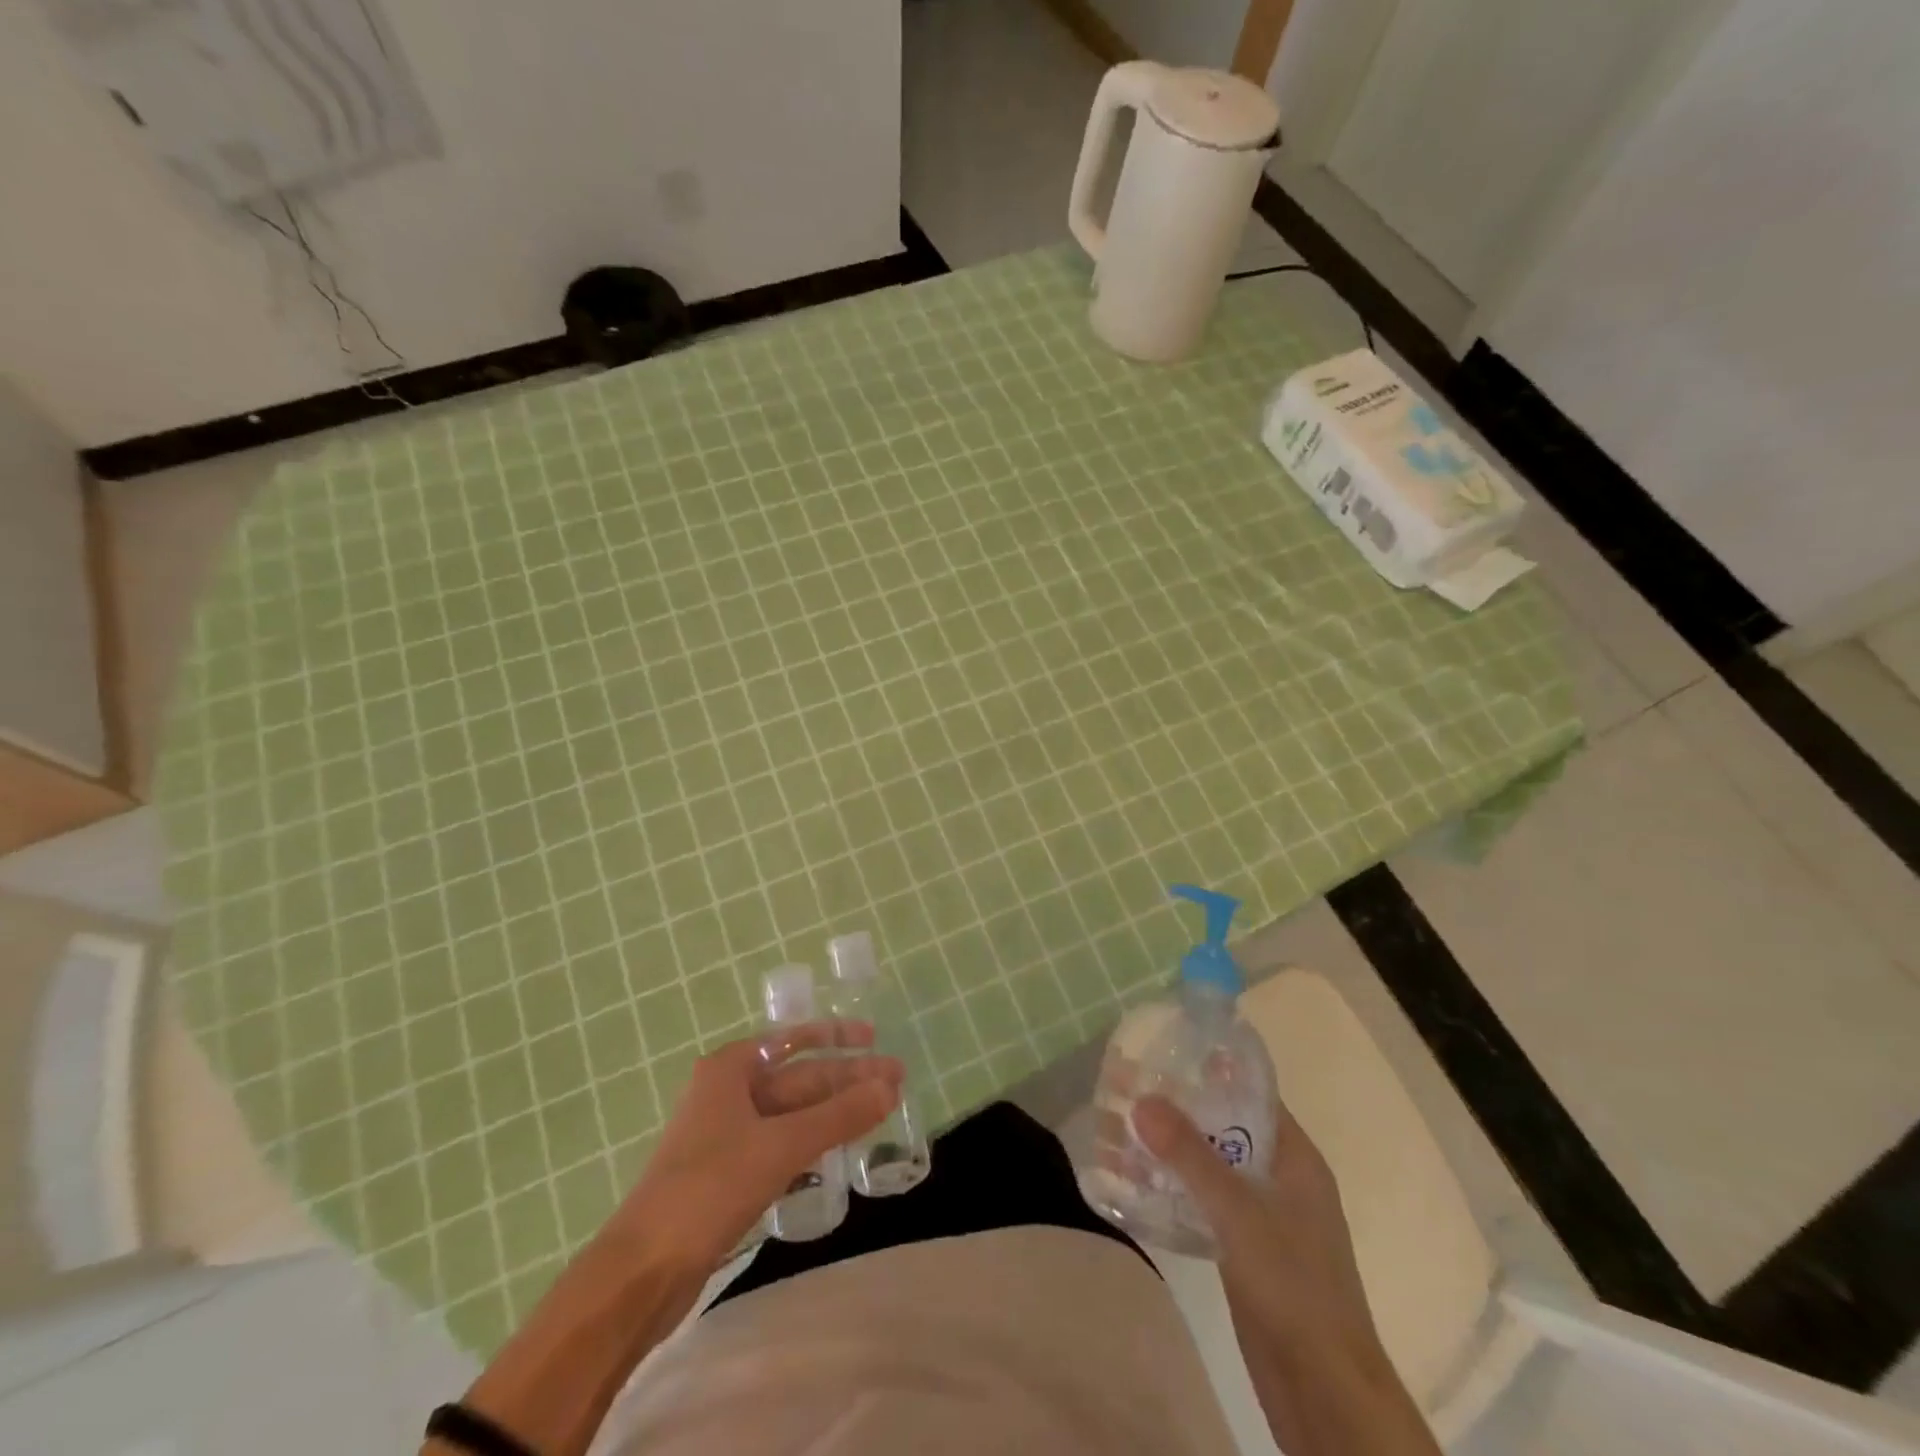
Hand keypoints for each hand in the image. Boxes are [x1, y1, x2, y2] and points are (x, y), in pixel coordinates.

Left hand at [614, 1022, 902, 1271]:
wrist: (642, 1271)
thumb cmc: (709, 1188)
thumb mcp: (780, 1146)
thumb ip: (839, 1116)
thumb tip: (889, 1087)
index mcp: (730, 1069)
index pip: (793, 1041)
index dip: (835, 1036)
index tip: (873, 1037)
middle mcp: (728, 1093)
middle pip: (799, 1079)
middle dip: (846, 1079)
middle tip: (896, 1081)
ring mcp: (727, 1135)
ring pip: (793, 1114)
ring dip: (834, 1113)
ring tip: (878, 1112)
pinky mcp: (729, 1175)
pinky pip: (782, 1145)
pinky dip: (812, 1143)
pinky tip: (839, 1151)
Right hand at [1133, 1094, 1378, 1367]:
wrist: (1324, 1391)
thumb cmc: (1293, 1285)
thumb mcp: (1239, 1211)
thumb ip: (1190, 1155)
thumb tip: (1142, 1100)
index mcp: (1295, 1157)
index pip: (1249, 1092)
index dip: (1208, 1069)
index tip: (1160, 1050)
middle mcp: (1279, 1177)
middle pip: (1222, 1126)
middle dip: (1174, 1107)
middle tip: (1122, 1086)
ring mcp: (1262, 1215)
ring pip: (1208, 1165)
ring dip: (1166, 1148)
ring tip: (1114, 1127)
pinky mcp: (1243, 1249)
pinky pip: (1201, 1201)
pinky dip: (1170, 1186)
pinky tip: (1130, 1180)